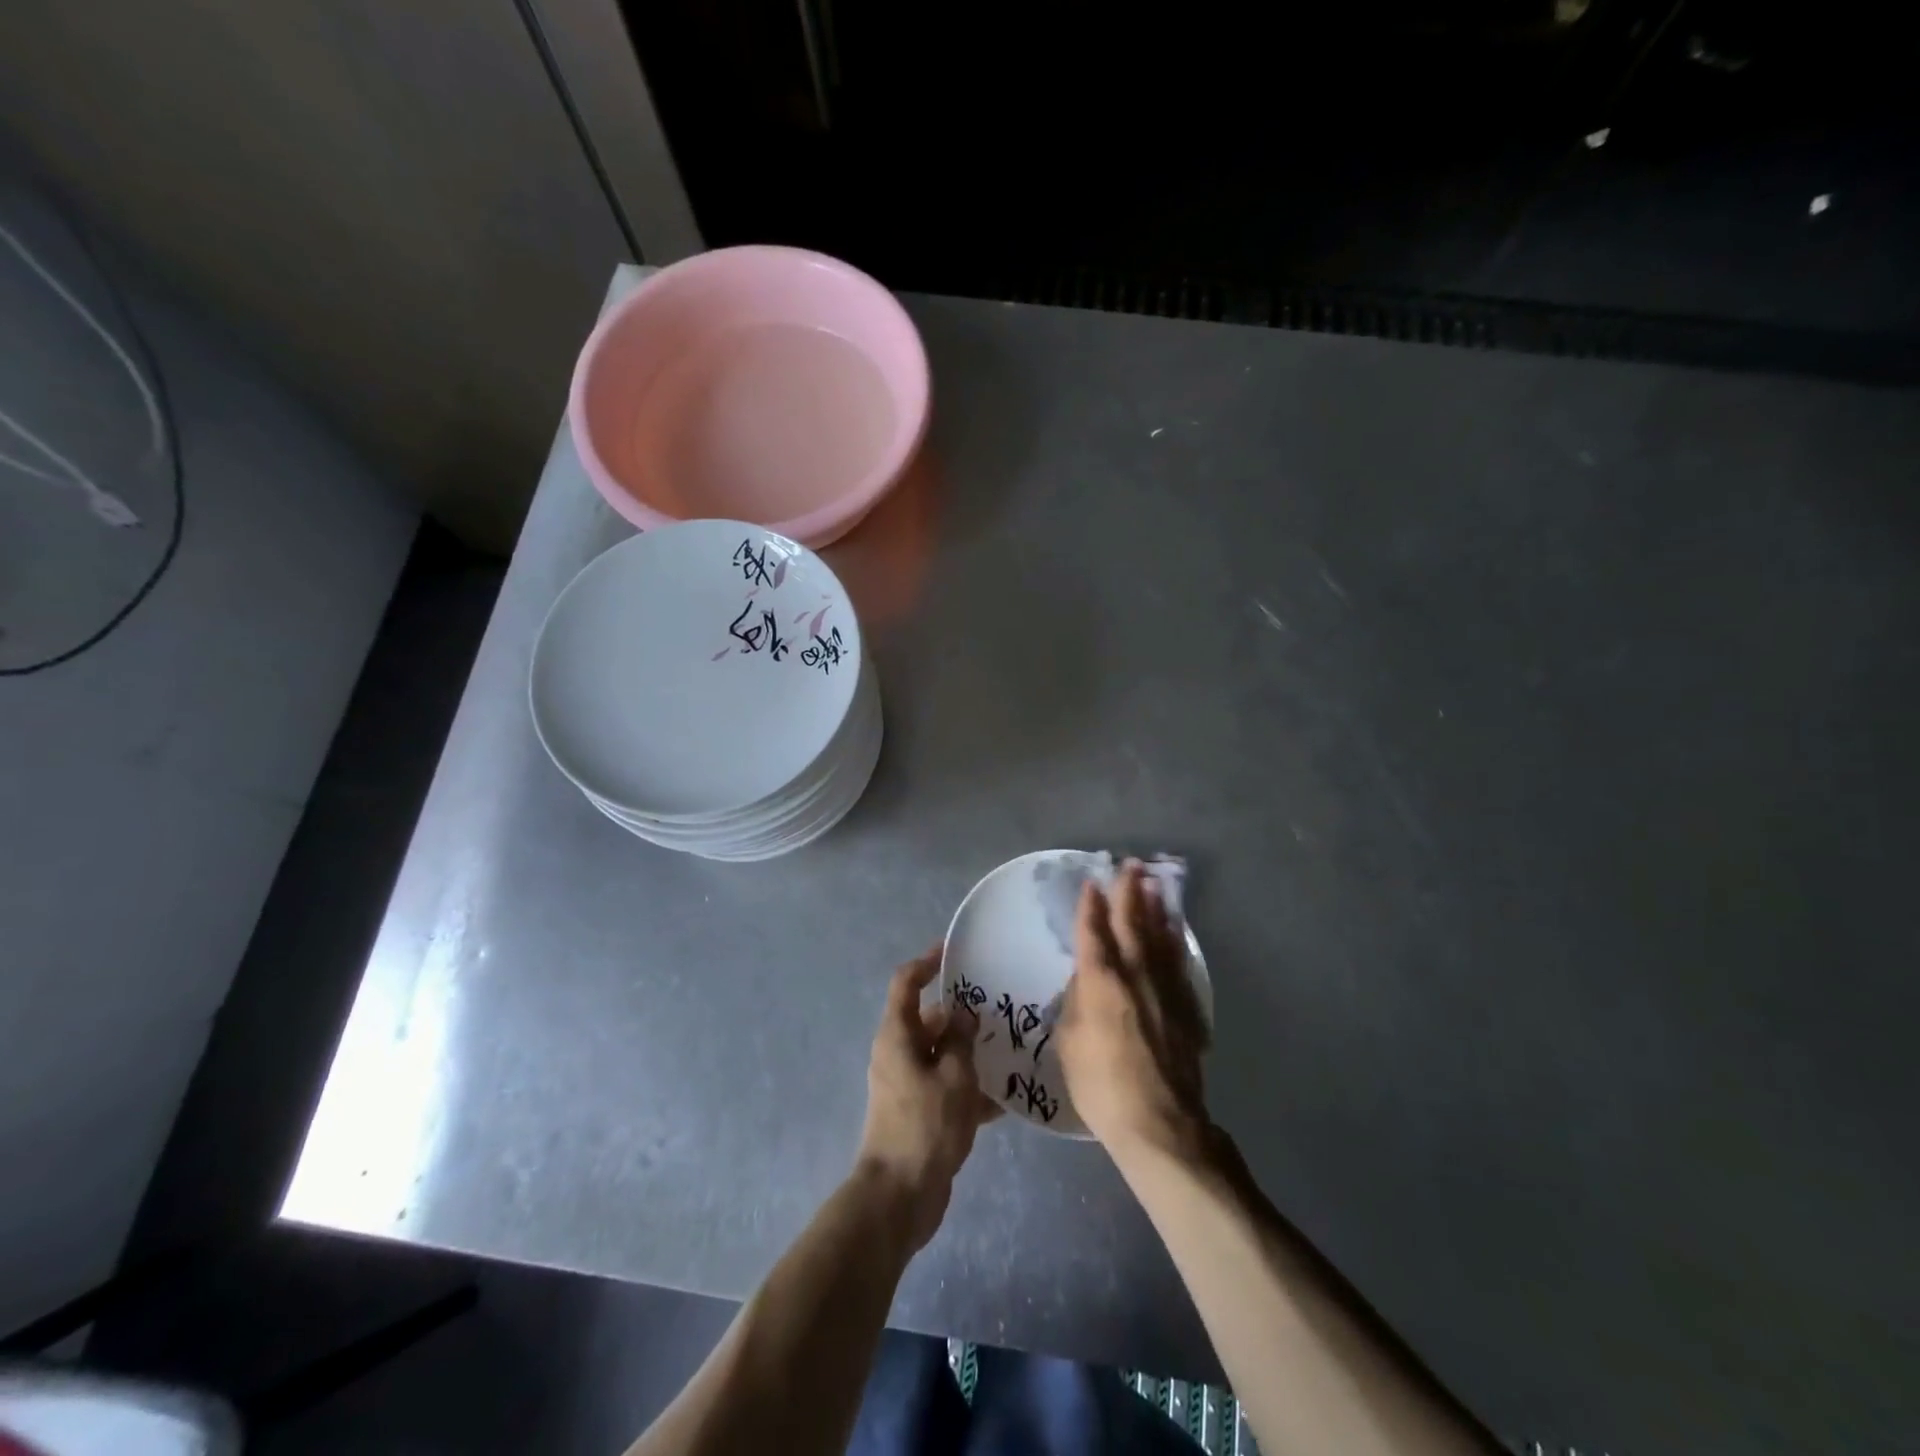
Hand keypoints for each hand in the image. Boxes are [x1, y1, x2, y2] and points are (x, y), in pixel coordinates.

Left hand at [857, 947, 998, 1250]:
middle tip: (1001, 1007)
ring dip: (971, 1051)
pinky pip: (946, 1087)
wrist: (900, 1198)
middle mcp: (898, 1053)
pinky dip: (970, 1088)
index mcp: (897, 1035)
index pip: (906, 983)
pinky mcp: (919, 1113)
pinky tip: (1007, 1097)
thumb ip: (961, 1040)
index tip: (953, 951)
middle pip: (929, 1020)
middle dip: (962, 1014)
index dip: (927, 962)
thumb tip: (964, 1014)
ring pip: (941, 1055)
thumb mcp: (953, 1076)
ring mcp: (907, 1085)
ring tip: (1011, 1047)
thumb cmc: (925, 1126)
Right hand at [1056, 860, 1210, 1158]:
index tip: (1091, 883)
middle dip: (1129, 892)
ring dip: (1156, 908)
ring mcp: (1164, 989)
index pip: (1093, 932)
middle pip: (1132, 924)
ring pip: (1160, 937)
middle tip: (1131, 865)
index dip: (1090, 906)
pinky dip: (1174, 941)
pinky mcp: (1186, 1008)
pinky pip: (1178, 963)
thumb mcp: (1068, 1042)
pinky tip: (1174, 932)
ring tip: (1154, 884)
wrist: (1159, 1121)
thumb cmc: (1101, 1084)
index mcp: (1101, 981)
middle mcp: (1135, 975)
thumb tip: (1084, 983)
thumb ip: (1074, 1003)